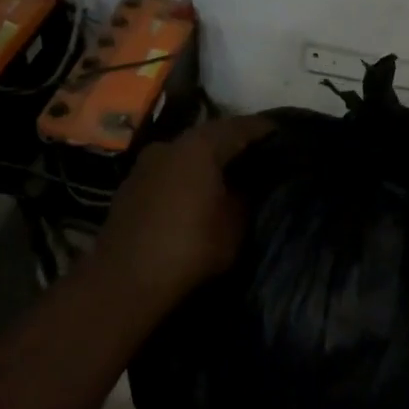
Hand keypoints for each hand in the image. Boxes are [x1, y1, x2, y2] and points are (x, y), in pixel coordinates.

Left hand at [91, 115, 273, 312]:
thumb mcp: (234, 226)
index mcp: (200, 146)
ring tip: (232, 174)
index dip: (266, 130)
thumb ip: (246, 197)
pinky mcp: (131, 186)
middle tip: (261, 155)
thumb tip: (249, 184)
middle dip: (236, 143)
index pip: (242, 126)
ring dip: (209, 160)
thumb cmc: (189, 248)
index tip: (285, 135)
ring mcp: (146, 164)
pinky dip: (188, 176)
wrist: (123, 281)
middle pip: (212, 135)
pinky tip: (199, 192)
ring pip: (187, 153)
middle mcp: (170, 144)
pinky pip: (170, 171)